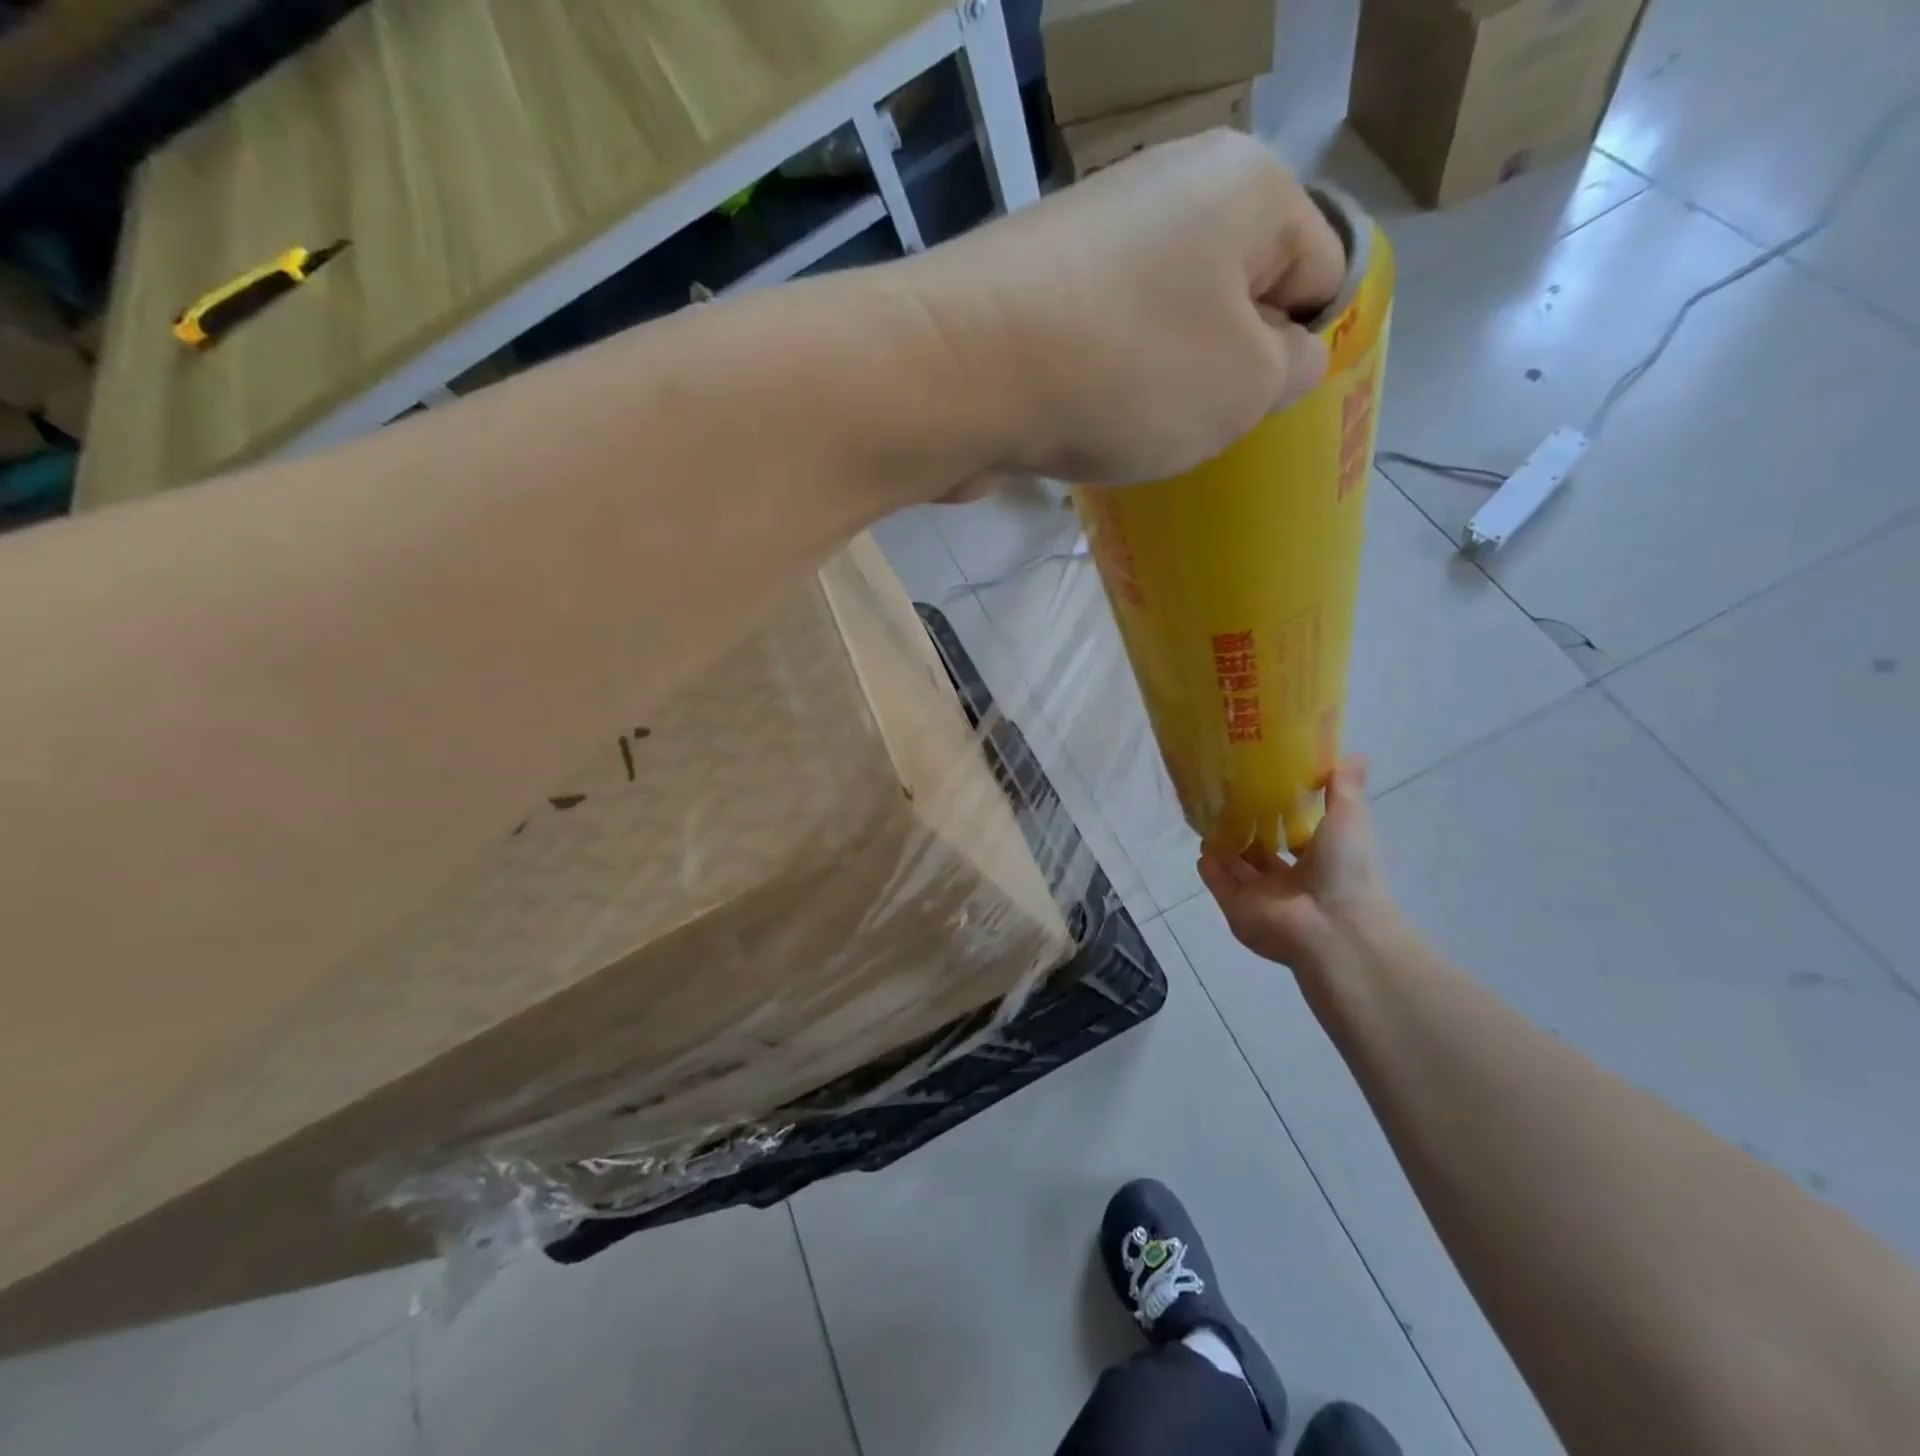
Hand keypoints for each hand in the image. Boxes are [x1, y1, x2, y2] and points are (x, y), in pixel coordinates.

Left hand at [909, 130, 1347, 487]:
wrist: (958, 375)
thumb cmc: (1126, 372)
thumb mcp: (1244, 385)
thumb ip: (1289, 369)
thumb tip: (1286, 354)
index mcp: (1242, 186)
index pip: (1319, 266)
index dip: (1301, 345)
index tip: (1258, 405)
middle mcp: (1164, 190)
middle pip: (1229, 295)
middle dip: (1224, 367)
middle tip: (1194, 424)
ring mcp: (1086, 239)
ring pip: (1158, 326)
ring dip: (1158, 385)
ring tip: (1130, 430)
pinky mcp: (1029, 291)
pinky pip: (1096, 344)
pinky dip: (1099, 385)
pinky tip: (1081, 422)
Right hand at [1197, 757, 1394, 977]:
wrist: (1331, 925)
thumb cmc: (1345, 869)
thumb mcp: (1349, 820)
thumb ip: (1344, 789)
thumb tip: (1358, 753)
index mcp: (1318, 862)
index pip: (1295, 839)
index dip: (1279, 817)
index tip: (1261, 791)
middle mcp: (1288, 882)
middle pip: (1261, 855)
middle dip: (1245, 833)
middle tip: (1224, 804)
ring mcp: (1261, 897)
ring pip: (1237, 869)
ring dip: (1223, 849)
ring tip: (1207, 821)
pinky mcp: (1236, 908)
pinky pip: (1219, 885)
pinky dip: (1210, 869)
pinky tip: (1201, 850)